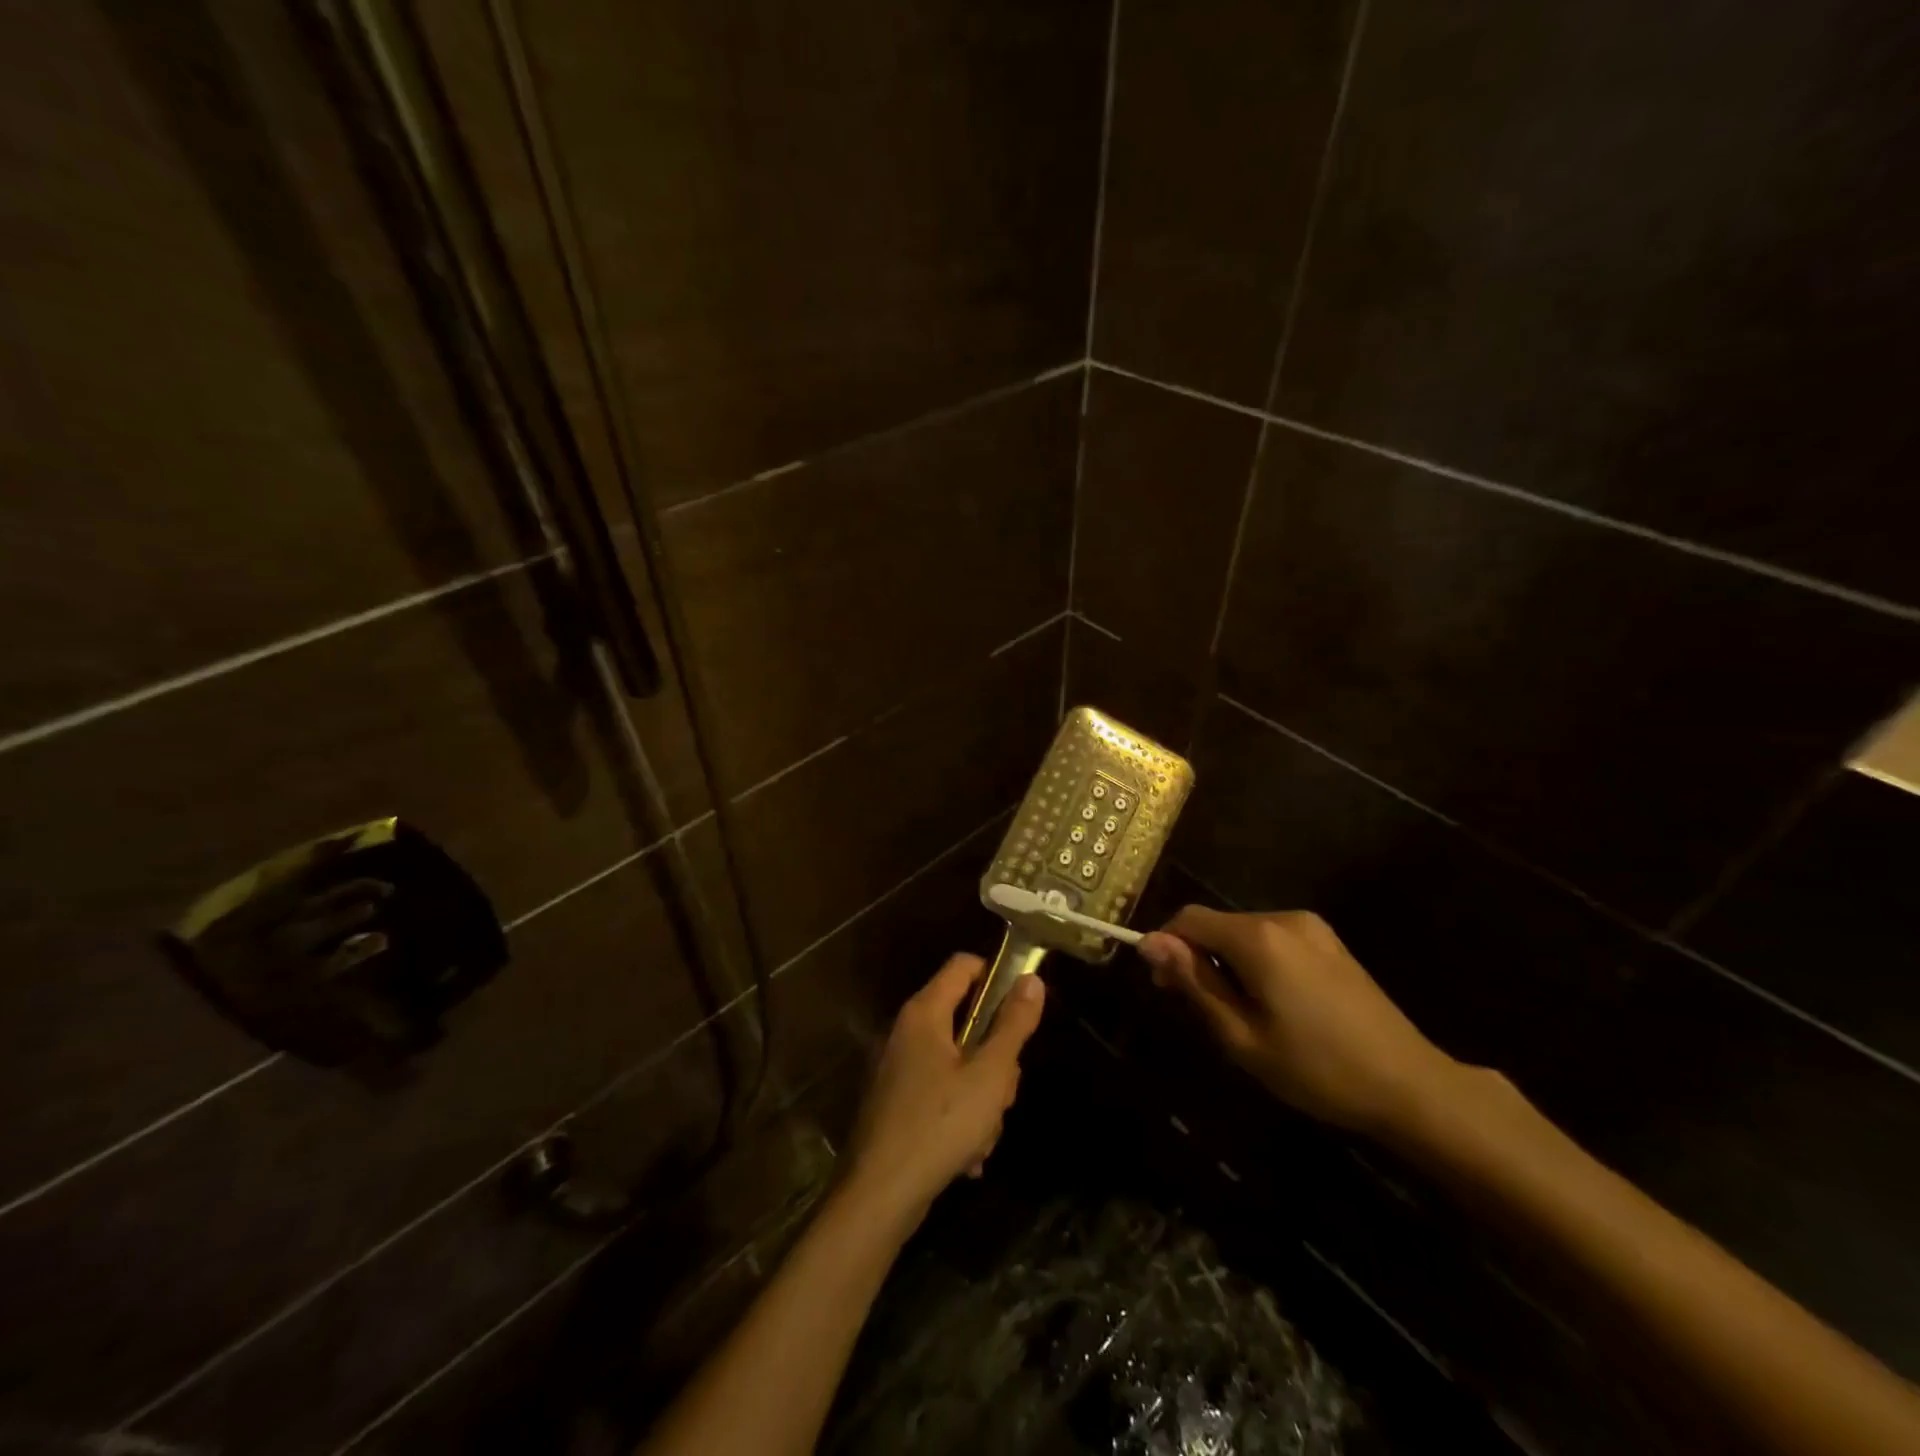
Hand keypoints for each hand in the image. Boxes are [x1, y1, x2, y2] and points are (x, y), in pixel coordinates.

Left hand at [840, 954, 1045, 1224]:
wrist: (879, 1196)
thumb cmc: (940, 1125)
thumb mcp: (990, 1075)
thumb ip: (1013, 1025)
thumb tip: (1031, 979)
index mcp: (924, 1013)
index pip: (963, 965)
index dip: (996, 976)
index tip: (1021, 1011)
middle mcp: (906, 1031)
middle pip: (965, 1020)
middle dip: (994, 1057)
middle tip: (1003, 1091)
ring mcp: (898, 1068)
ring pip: (957, 1063)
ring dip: (980, 1096)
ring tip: (983, 1135)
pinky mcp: (895, 1103)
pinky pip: (940, 1093)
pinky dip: (958, 1117)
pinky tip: (967, 1157)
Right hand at [1138, 905, 1459, 1137]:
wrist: (1411, 1085)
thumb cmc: (1317, 1068)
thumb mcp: (1242, 1036)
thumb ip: (1194, 982)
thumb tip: (1149, 941)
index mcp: (1258, 938)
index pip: (1188, 919)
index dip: (1166, 947)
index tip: (1165, 989)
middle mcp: (1282, 918)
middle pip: (1216, 923)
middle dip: (1197, 957)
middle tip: (1203, 1011)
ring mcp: (1311, 927)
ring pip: (1243, 932)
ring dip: (1227, 961)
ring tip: (1242, 1014)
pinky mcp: (1329, 941)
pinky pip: (1273, 939)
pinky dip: (1256, 961)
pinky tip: (1275, 1004)